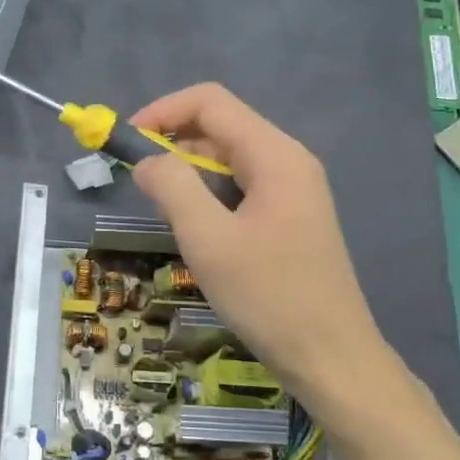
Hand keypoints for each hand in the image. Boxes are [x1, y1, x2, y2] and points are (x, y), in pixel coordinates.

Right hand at [130, 85, 404, 426]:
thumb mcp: (208, 240)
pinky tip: (196, 227)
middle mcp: (288, 161)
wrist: (331, 357)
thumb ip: (172, 187)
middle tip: (140, 182)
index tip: (128, 143)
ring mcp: (294, 189)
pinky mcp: (291, 215)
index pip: (211, 102)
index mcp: (275, 155)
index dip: (163, 111)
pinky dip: (209, 192)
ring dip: (190, 170)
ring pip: (230, 157)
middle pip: (221, 126)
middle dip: (174, 142)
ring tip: (165, 208)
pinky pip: (242, 185)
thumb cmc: (268, 297)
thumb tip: (147, 160)